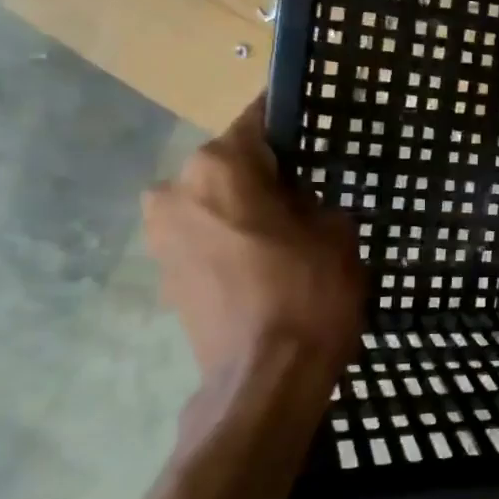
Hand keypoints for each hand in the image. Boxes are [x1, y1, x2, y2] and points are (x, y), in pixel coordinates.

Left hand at [143, 97, 367, 390]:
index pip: (258, 120)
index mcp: (219, 167)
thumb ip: (315, 200)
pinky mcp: (164, 274)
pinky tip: (267, 264)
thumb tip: (298, 201)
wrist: (265, 378)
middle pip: (231, 164)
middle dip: (268, 174)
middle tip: (312, 192)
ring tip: (291, 233)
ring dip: (247, 209)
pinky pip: (205, 238)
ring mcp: (161, 236)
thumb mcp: (337, 232)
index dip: (292, 122)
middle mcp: (176, 190)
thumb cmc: (308, 292)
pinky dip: (232, 241)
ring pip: (215, 202)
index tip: (317, 126)